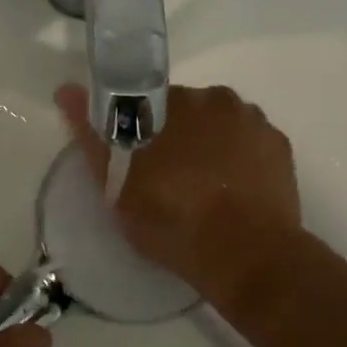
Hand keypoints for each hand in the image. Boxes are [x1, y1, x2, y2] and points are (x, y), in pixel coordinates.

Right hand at [57, 83, 301, 298]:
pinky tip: (231, 193)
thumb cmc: (172, 217)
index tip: (139, 160)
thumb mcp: (116, 184)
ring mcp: (254, 121)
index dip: (140, 130)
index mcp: (174, 100)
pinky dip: (239, 160)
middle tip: (167, 180)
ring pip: (219, 126)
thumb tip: (66, 89)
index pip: (147, 102)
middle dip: (176, 136)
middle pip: (187, 112)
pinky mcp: (280, 147)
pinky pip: (249, 145)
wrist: (246, 257)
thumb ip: (91, 134)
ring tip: (202, 191)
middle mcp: (216, 98)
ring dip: (209, 146)